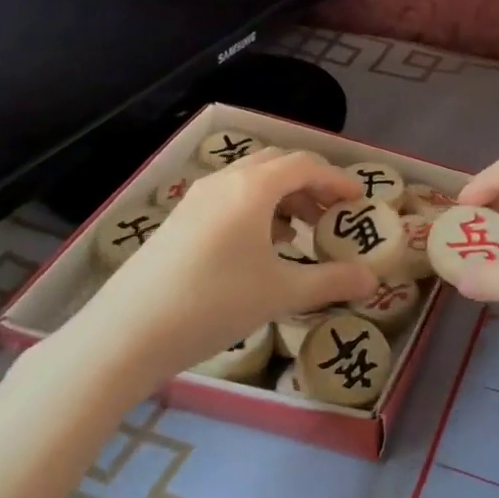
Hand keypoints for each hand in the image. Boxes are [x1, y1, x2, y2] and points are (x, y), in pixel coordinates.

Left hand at [66, 149, 378, 390]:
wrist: (126, 333)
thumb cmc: (213, 304)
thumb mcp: (281, 293)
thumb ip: (331, 282)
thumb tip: (373, 280)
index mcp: (253, 188)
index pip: (306, 166)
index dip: (337, 179)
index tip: (359, 200)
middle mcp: (225, 181)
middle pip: (277, 163)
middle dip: (310, 183)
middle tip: (331, 212)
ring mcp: (196, 198)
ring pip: (250, 179)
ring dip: (282, 194)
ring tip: (300, 230)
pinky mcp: (179, 219)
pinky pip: (229, 196)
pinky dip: (255, 207)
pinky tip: (259, 246)